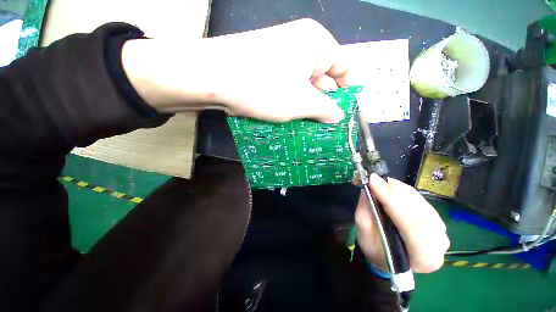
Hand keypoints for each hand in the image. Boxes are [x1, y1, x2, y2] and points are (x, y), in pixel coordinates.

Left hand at [122, 19, 350, 122]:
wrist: (213, 76)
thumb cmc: (265, 87)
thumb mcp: (301, 102)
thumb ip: (324, 109)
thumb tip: (337, 115)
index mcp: (317, 44)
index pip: (344, 67)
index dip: (349, 90)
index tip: (349, 111)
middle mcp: (301, 45)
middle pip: (323, 77)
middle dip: (326, 102)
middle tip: (327, 125)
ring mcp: (282, 56)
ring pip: (304, 85)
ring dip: (307, 105)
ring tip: (310, 126)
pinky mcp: (267, 67)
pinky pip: (289, 86)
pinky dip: (292, 102)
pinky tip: (291, 117)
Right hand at [355, 174, 448, 272]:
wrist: (391, 257)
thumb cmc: (377, 251)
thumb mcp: (365, 236)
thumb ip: (366, 214)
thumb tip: (367, 189)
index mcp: (424, 257)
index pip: (412, 225)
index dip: (392, 201)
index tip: (373, 182)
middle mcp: (439, 242)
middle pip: (417, 210)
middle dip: (392, 192)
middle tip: (372, 180)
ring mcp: (440, 228)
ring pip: (418, 200)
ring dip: (395, 189)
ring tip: (377, 183)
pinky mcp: (435, 216)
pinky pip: (418, 197)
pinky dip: (400, 189)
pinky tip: (388, 187)